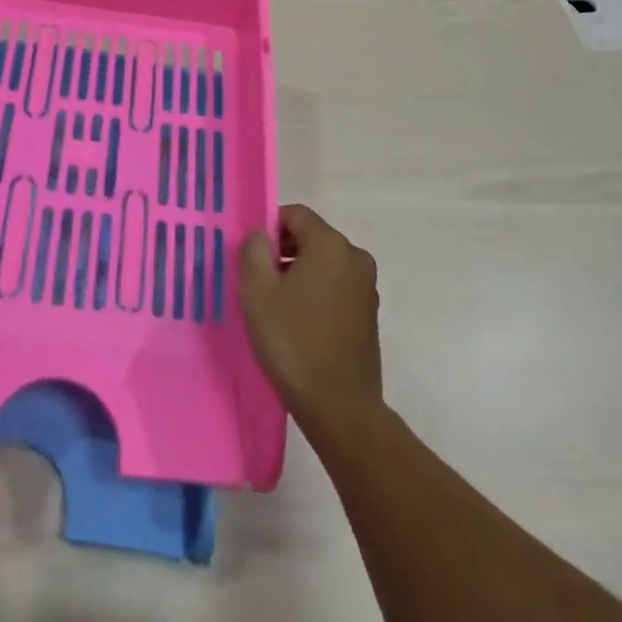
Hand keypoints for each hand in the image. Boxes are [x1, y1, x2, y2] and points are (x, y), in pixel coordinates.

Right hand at [240, 205, 382, 429]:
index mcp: (331, 244)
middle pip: (311, 237)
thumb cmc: (292, 341)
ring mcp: (367, 287)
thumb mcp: (257, 291)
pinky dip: (316, 293)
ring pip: (324, 263)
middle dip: (283, 251)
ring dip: (299, 274)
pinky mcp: (370, 314)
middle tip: (259, 283)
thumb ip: (253, 250)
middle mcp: (355, 257)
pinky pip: (336, 286)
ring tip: (277, 307)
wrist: (339, 407)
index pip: (295, 214)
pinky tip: (299, 324)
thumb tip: (261, 234)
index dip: (269, 228)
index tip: (251, 258)